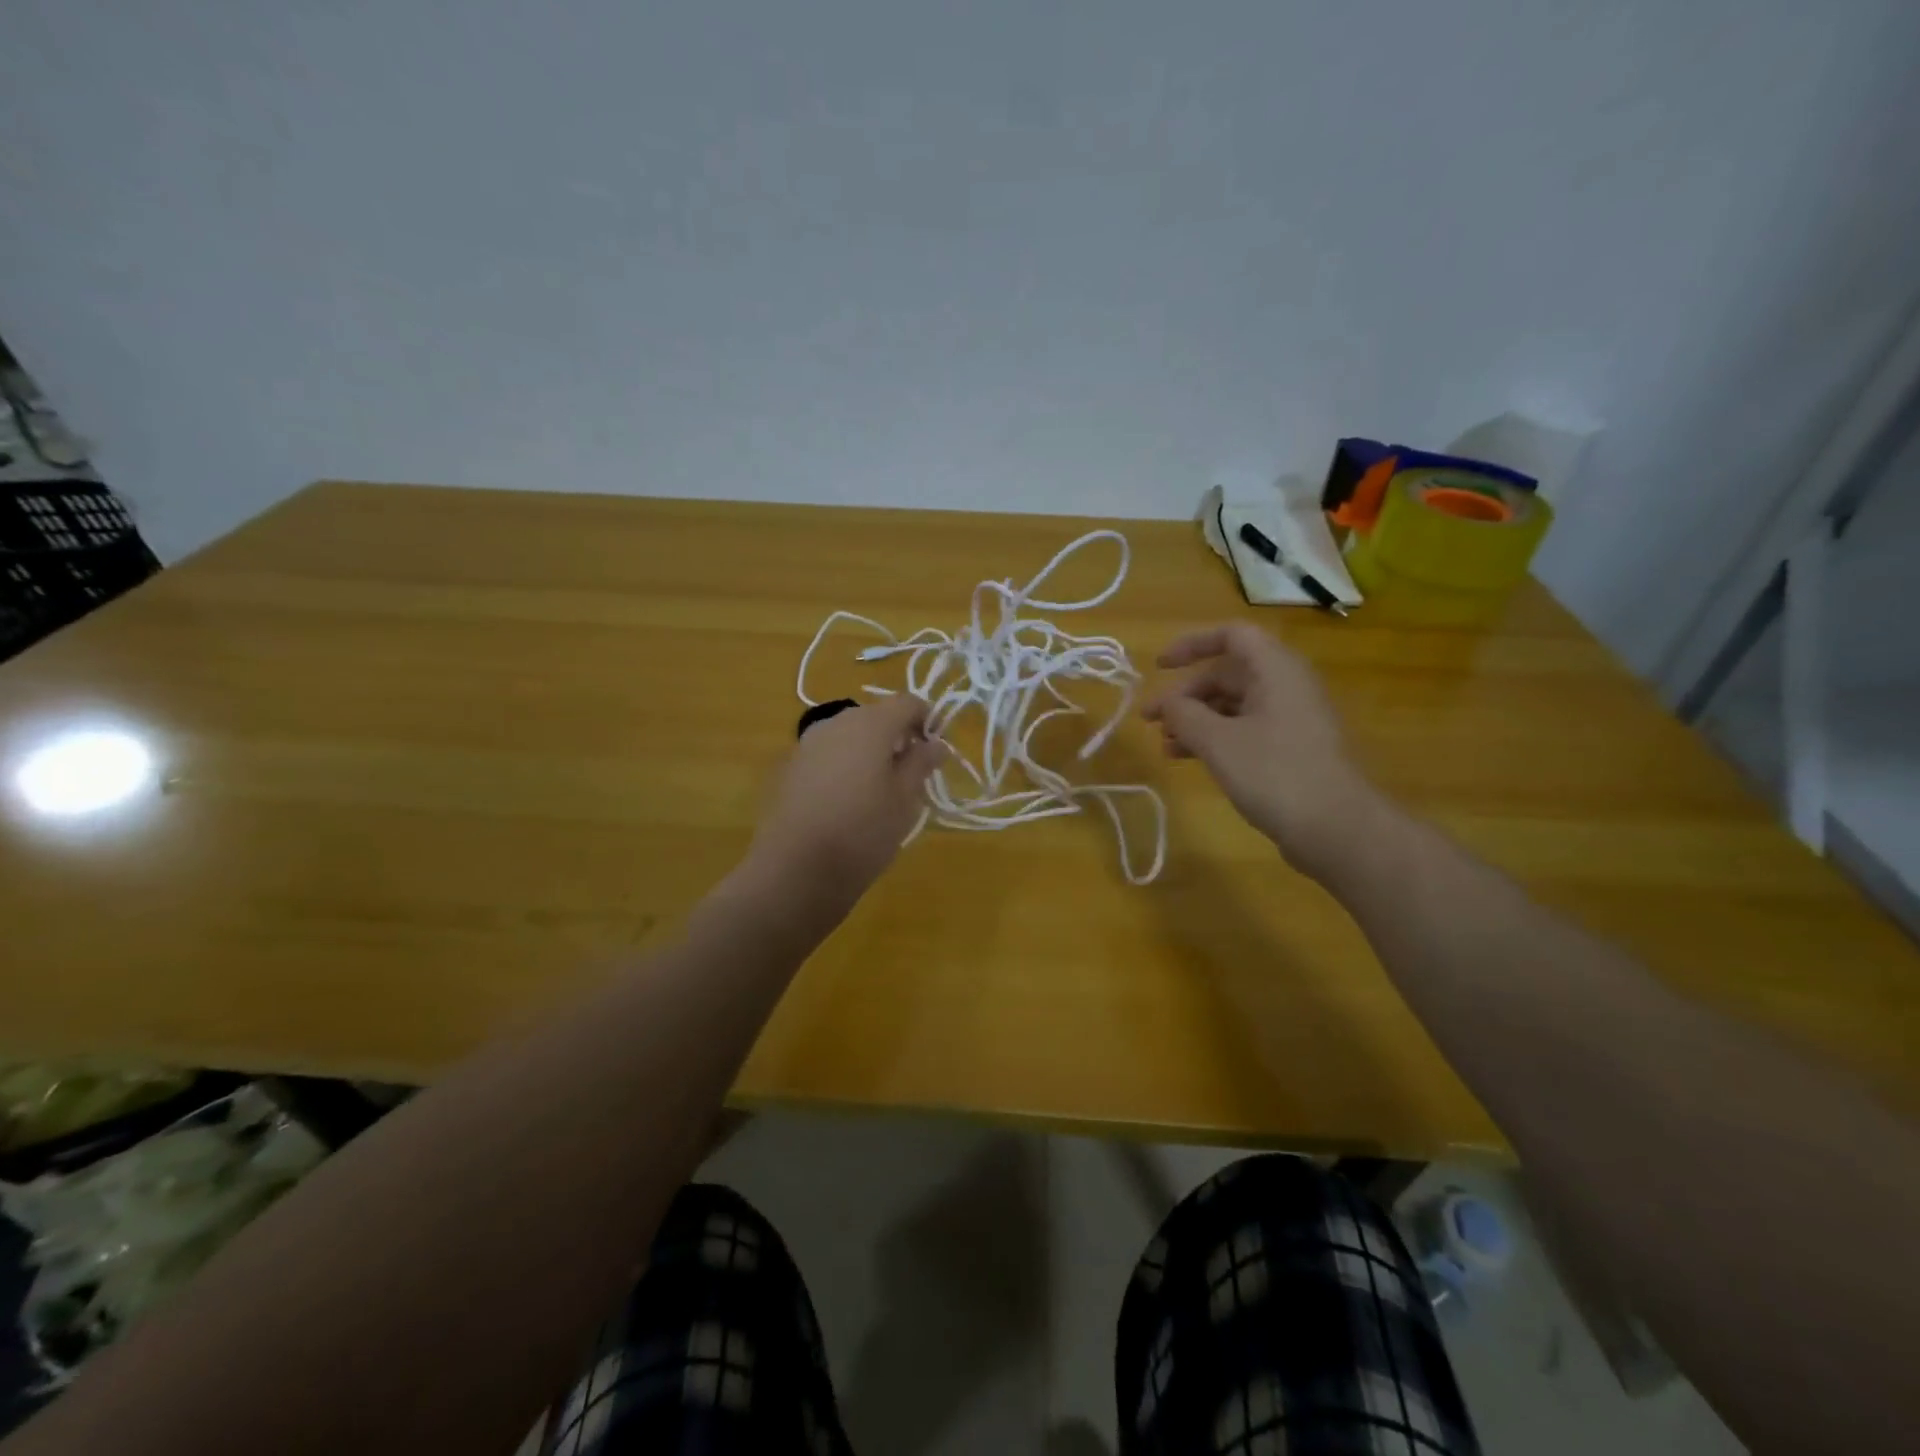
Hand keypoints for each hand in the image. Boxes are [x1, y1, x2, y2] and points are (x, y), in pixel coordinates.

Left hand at [750, 694, 944, 901]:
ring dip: (871, 752)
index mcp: (870, 723)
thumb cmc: (863, 832)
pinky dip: (846, 766)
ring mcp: (808, 743)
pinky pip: (829, 754)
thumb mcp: (904, 800)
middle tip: (912, 776)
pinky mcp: (791, 767)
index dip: (928, 721)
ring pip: (850, 735)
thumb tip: (936, 744)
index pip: (908, 702)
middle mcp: (836, 722)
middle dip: (898, 737)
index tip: (936, 753)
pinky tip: (848, 802)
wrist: (795, 870)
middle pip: (877, 716)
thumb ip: (921, 764)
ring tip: (881, 792)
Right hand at [1143, 622, 1379, 876]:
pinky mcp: (1291, 749)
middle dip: (1186, 694)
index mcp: (1275, 670)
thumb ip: (1184, 714)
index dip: (1192, 645)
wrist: (1336, 828)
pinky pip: (1245, 729)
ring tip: (1166, 745)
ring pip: (1234, 705)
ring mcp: (1291, 719)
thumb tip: (1166, 703)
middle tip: (1152, 720)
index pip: (1232, 635)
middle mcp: (1286, 686)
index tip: (1159, 667)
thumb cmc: (1274, 773)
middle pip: (1228, 674)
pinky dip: (1215, 738)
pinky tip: (1189, 759)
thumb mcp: (1217, 741)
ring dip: (1196, 719)